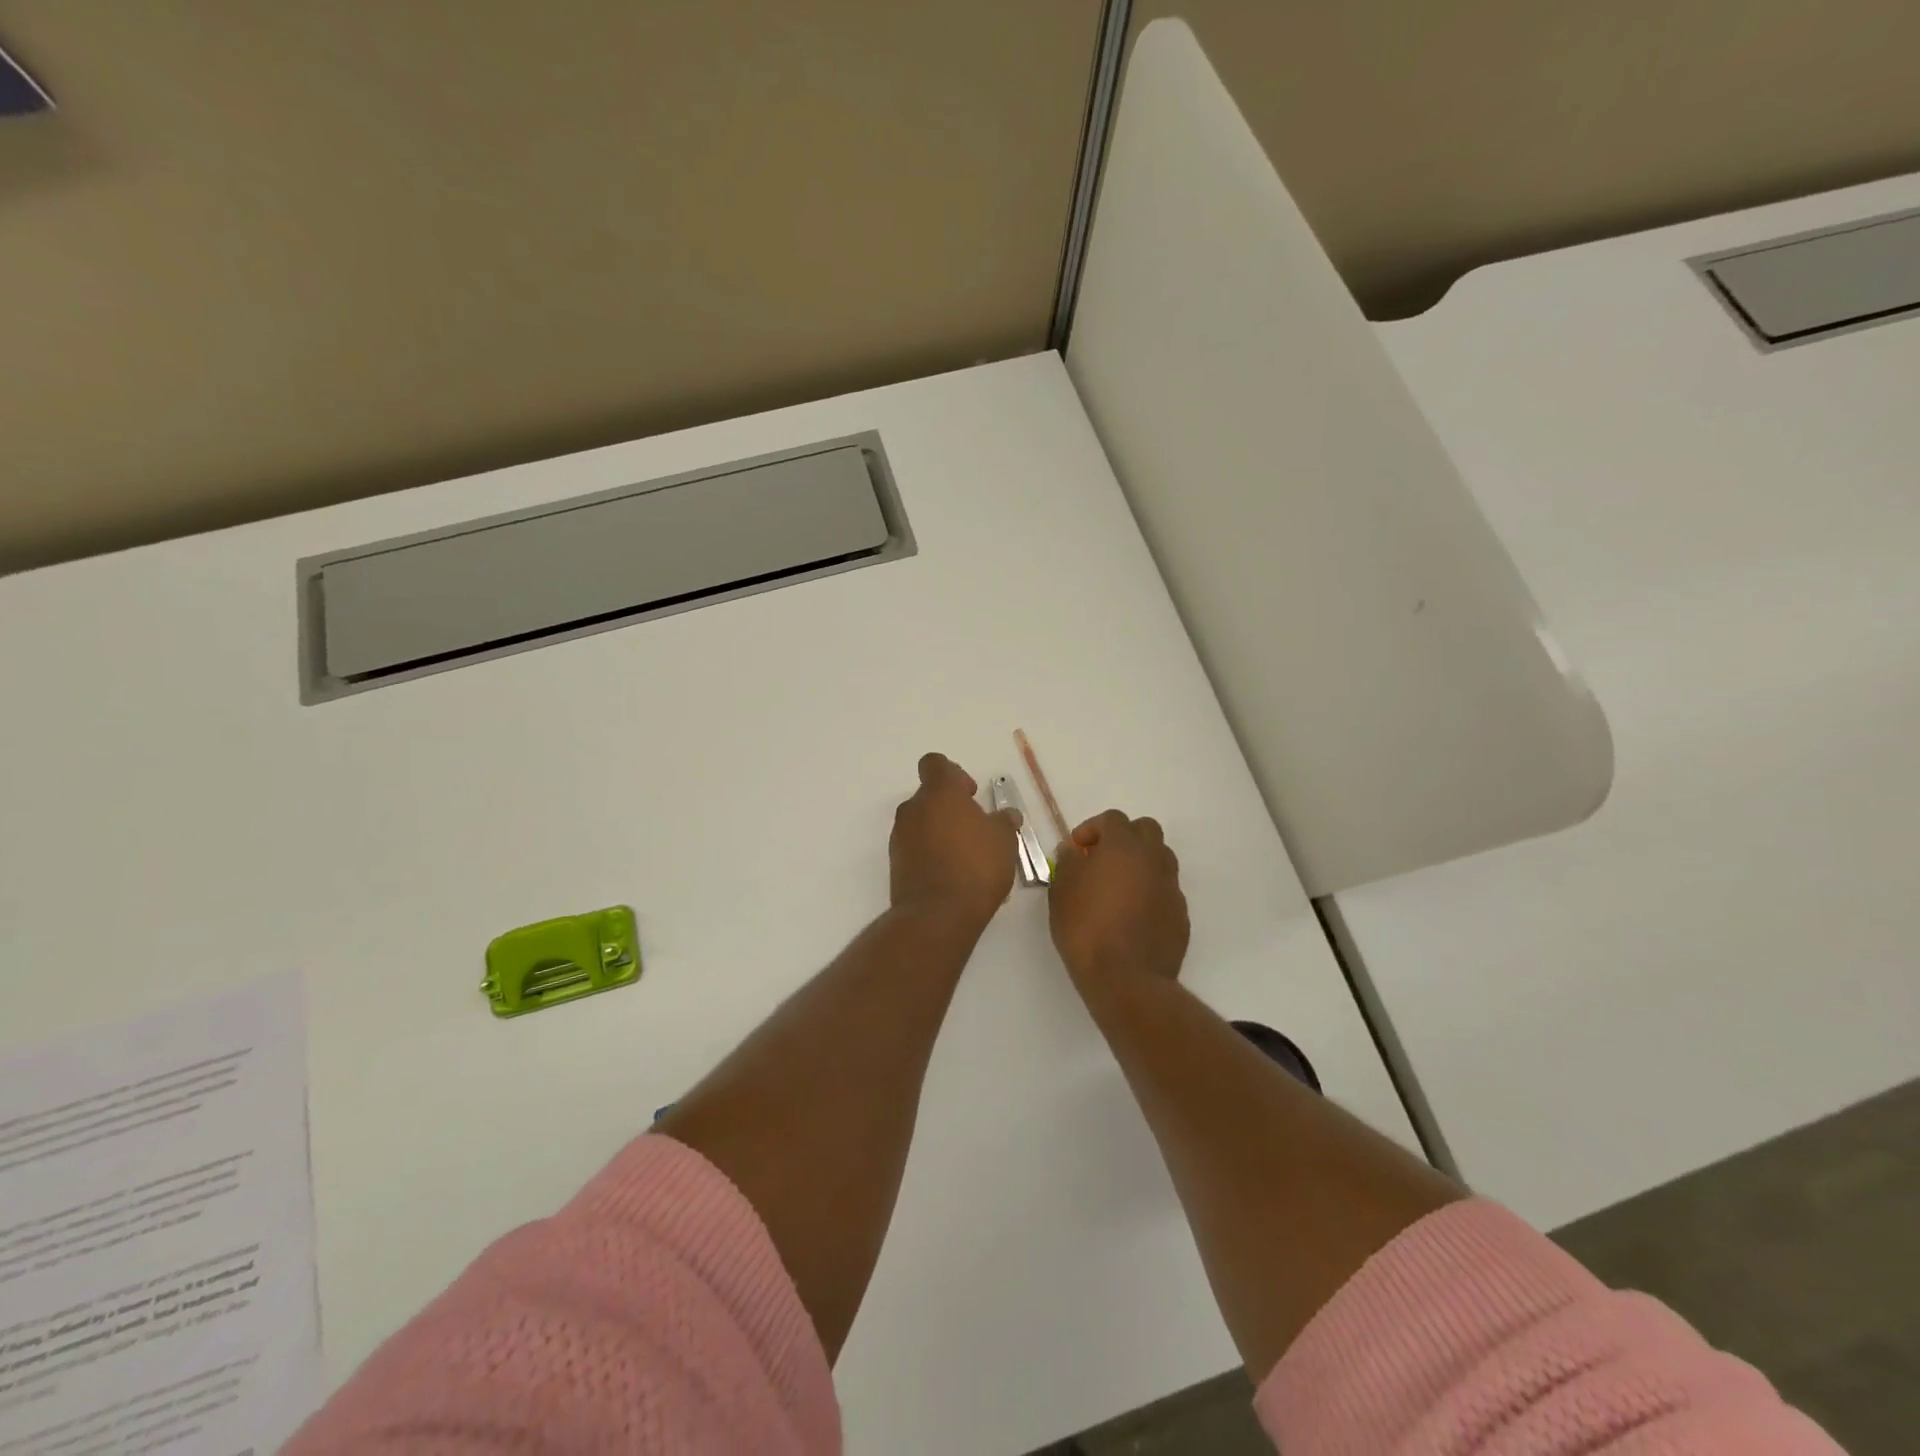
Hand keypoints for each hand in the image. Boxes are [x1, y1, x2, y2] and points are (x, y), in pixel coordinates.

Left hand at [889, 753, 1019, 929]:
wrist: (937, 915)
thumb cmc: (976, 866)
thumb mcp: (1004, 840)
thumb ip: (1004, 821)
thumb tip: (1007, 815)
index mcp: (939, 793)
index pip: (935, 764)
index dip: (953, 774)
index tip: (970, 795)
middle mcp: (914, 808)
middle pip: (929, 796)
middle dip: (951, 808)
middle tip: (975, 830)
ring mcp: (900, 836)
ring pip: (922, 823)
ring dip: (941, 832)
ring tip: (968, 857)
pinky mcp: (895, 863)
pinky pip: (916, 848)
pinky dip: (931, 854)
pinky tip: (953, 875)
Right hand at [1048, 810, 1189, 996]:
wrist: (1127, 978)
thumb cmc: (1086, 928)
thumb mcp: (1061, 891)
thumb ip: (1067, 863)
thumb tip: (1073, 851)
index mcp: (1123, 846)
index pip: (1112, 819)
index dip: (1092, 829)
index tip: (1077, 850)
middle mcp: (1153, 859)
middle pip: (1145, 830)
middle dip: (1124, 838)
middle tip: (1101, 860)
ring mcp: (1171, 886)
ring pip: (1160, 858)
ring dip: (1140, 863)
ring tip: (1118, 887)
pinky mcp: (1180, 913)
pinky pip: (1165, 889)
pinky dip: (1150, 891)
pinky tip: (1132, 915)